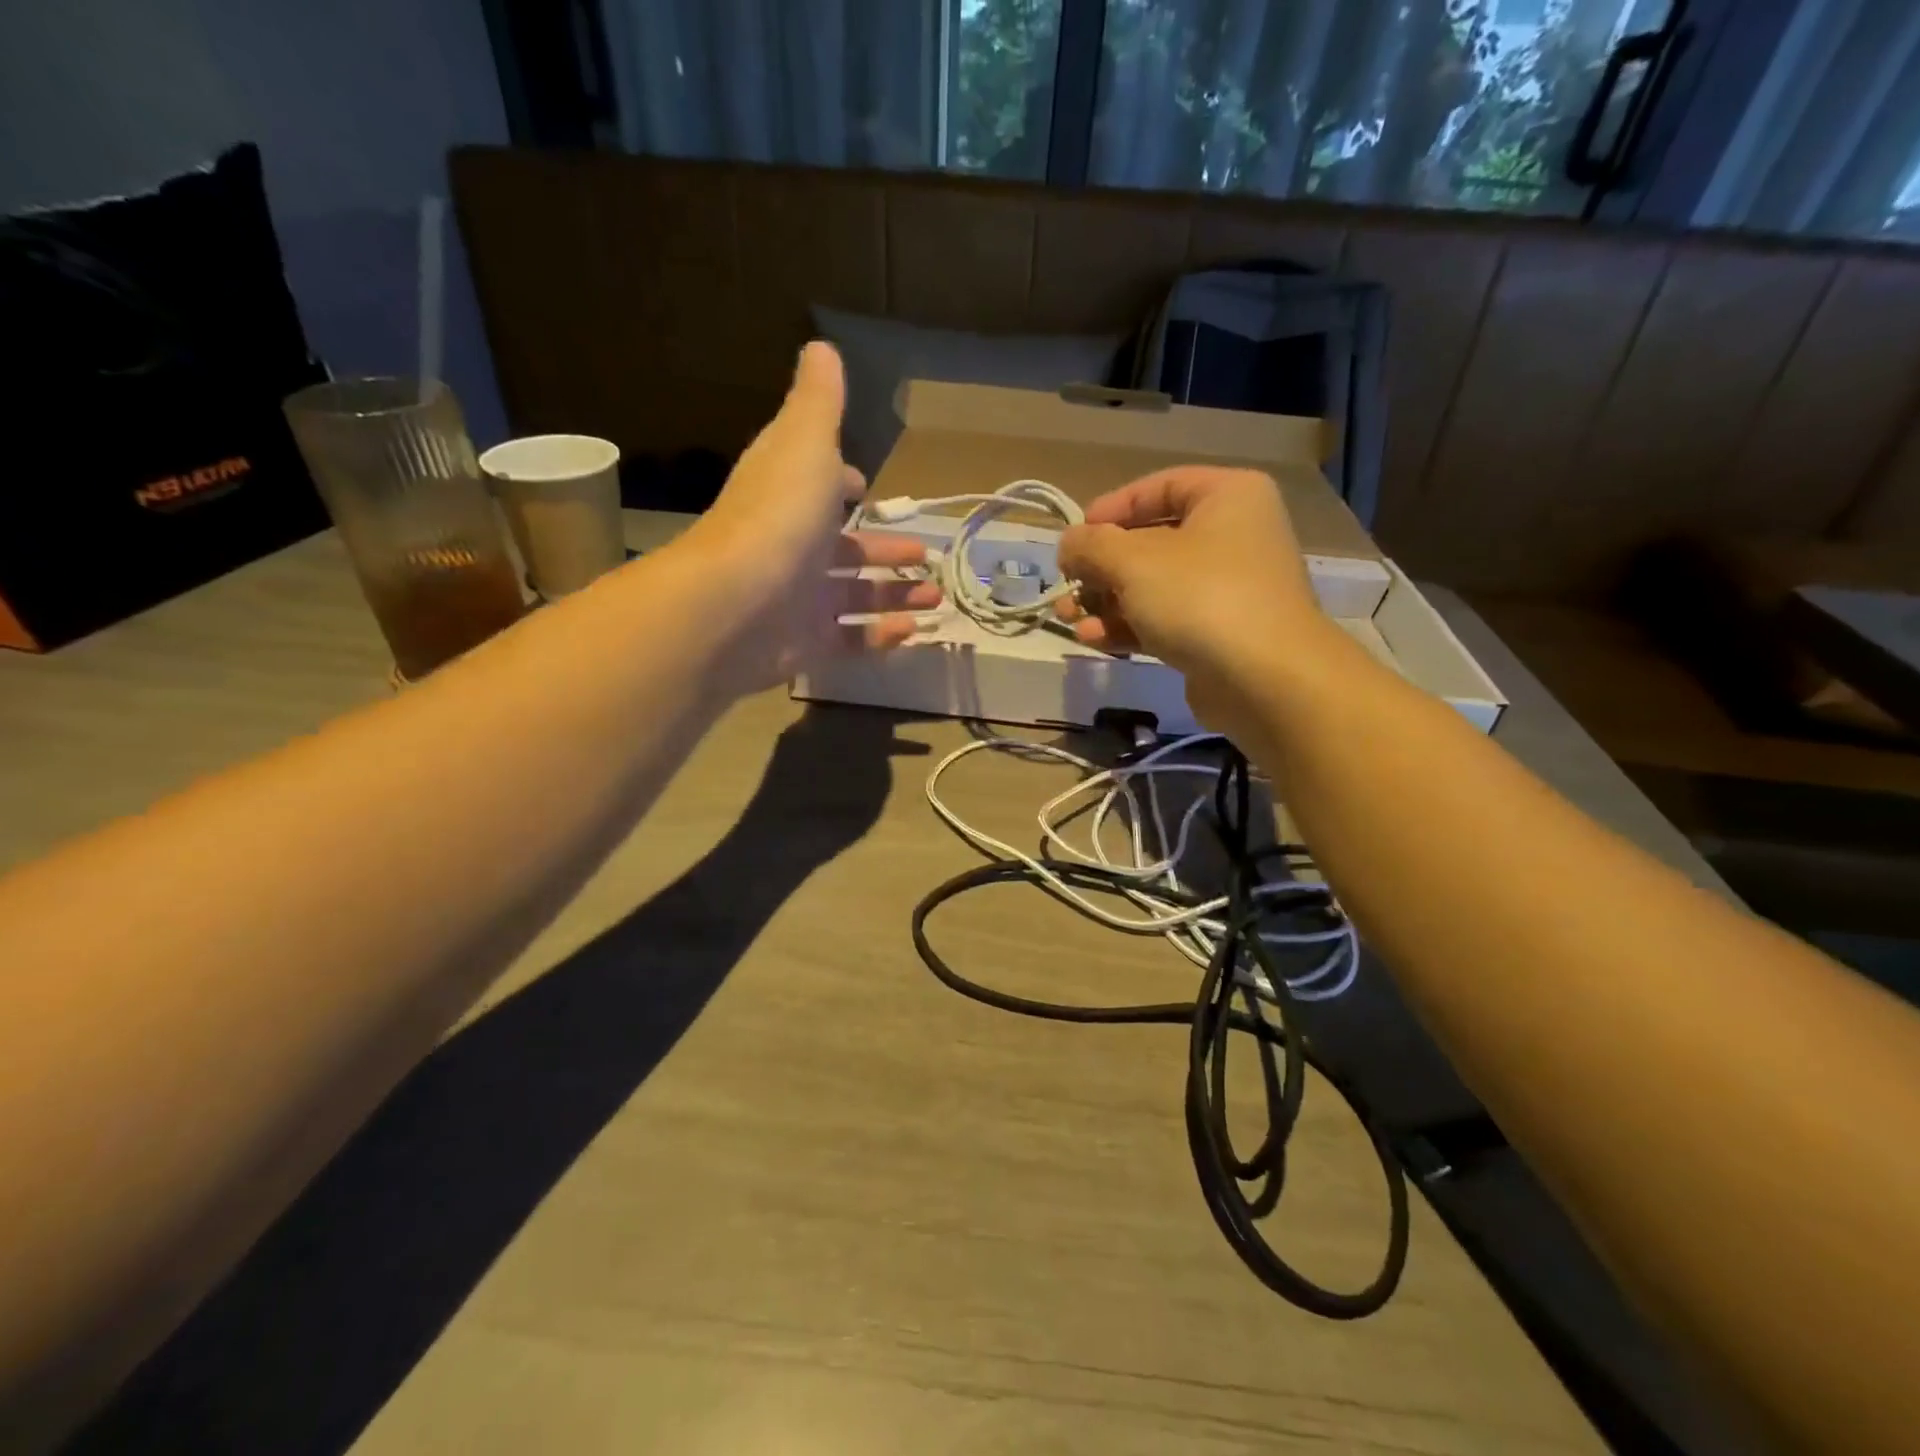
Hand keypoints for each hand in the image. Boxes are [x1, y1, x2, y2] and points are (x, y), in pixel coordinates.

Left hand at [687, 342, 940, 689]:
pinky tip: (914, 630)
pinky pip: (851, 639)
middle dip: (886, 550)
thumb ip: (819, 402)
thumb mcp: (805, 443)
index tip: (865, 487)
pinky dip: (881, 636)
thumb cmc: (777, 517)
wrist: (732, 607)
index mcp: (792, 495)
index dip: (842, 484)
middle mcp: (793, 546)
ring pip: (855, 596)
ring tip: (936, 596)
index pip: (819, 485)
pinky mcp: (806, 644)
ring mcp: (798, 600)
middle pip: (845, 549)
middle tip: (926, 555)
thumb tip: (821, 347)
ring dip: (896, 593)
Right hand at [1056, 467, 1327, 733]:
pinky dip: (1128, 626)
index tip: (1076, 536)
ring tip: (1067, 617)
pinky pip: (1165, 619)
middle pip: (1151, 542)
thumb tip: (1068, 543)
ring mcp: (1228, 588)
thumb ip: (1091, 545)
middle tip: (1066, 584)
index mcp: (1227, 497)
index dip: (1111, 508)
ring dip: (1106, 601)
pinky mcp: (1218, 634)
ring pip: (1153, 586)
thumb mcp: (1133, 561)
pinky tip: (1093, 639)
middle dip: (1101, 567)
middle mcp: (1233, 536)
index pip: (1159, 487)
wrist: (1265, 679)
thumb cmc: (1200, 597)